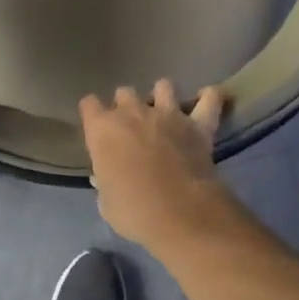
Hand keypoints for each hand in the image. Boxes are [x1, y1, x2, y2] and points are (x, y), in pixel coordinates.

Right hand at [79, 80, 228, 248]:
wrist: (179, 213)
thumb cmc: (133, 211)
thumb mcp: (107, 203)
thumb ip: (104, 183)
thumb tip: (104, 178)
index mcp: (103, 129)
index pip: (89, 104)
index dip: (93, 113)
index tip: (97, 127)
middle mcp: (132, 113)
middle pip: (124, 92)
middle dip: (126, 105)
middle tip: (132, 127)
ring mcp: (167, 114)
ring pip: (163, 86)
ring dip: (163, 96)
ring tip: (166, 112)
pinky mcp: (198, 124)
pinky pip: (210, 99)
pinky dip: (209, 98)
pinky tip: (207, 100)